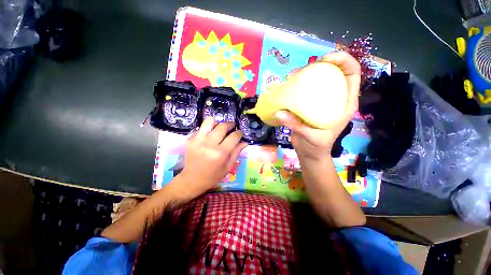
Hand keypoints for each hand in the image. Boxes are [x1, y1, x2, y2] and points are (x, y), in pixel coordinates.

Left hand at [178, 117, 247, 197]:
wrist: (192, 179)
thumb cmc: (213, 175)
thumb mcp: (228, 166)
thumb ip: (236, 152)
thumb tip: (245, 142)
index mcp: (221, 153)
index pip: (234, 136)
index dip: (239, 133)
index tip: (240, 133)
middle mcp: (209, 144)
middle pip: (223, 126)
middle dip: (230, 124)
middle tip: (232, 127)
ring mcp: (198, 140)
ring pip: (210, 121)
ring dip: (217, 123)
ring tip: (219, 128)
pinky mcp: (190, 139)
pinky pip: (201, 128)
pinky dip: (208, 130)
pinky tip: (209, 136)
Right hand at [275, 51, 360, 161]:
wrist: (309, 153)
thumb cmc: (317, 147)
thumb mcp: (311, 137)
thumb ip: (296, 125)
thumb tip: (279, 112)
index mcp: (345, 103)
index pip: (352, 74)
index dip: (343, 61)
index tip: (325, 59)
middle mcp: (334, 98)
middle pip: (332, 72)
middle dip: (319, 65)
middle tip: (302, 70)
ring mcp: (319, 101)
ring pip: (316, 80)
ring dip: (304, 74)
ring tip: (291, 77)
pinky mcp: (307, 105)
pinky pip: (303, 91)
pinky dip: (295, 86)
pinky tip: (286, 87)